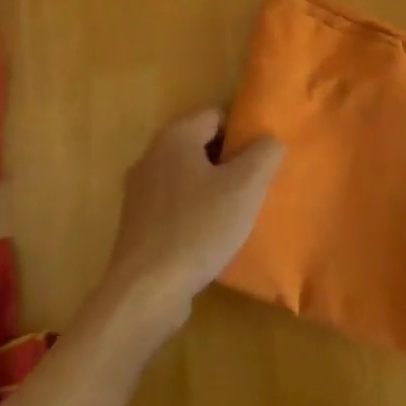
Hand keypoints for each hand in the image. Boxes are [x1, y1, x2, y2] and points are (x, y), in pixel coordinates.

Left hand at [97, 109, 284, 339]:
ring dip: (212, 188)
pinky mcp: (136, 223)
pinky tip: (210, 237)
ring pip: (188, 176)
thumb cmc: (198, 228)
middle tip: (255, 185)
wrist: (146, 292)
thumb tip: (269, 140)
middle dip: (229, 161)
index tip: (262, 157)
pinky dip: (193, 212)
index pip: (217, 114)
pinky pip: (174, 204)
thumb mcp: (246, 187)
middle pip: (201, 144)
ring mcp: (139, 191)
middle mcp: (152, 155)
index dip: (243, 132)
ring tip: (237, 213)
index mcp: (176, 136)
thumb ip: (265, 153)